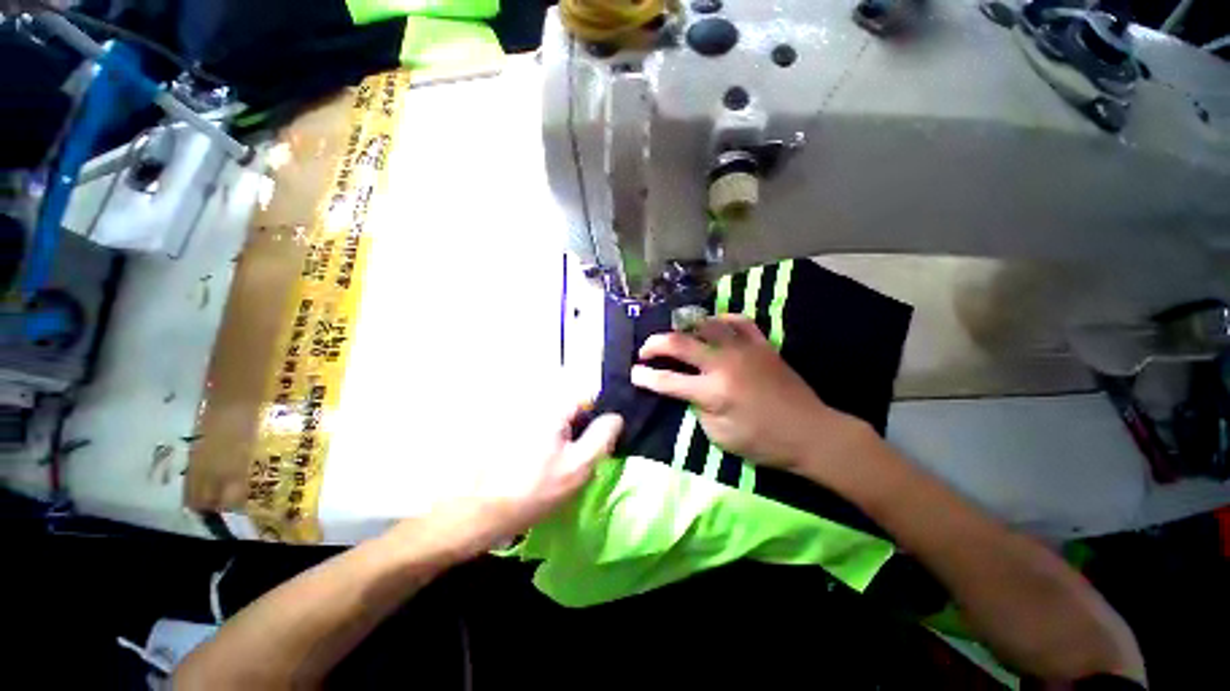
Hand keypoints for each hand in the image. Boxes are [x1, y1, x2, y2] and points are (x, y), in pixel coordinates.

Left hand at [387, 406, 622, 564]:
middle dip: (579, 426)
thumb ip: (602, 437)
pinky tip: (538, 463)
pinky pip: (537, 427)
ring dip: (561, 435)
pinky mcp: (508, 428)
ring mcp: (520, 415)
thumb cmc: (533, 490)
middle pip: (570, 406)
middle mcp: (536, 403)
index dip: (598, 416)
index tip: (597, 440)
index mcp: (554, 407)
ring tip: (556, 462)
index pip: (588, 395)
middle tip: (576, 456)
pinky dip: (544, 439)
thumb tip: (615, 417)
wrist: (478, 511)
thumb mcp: (578, 467)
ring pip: (554, 418)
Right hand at [631, 314, 868, 473]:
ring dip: (685, 328)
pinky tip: (713, 325)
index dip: (645, 377)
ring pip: (706, 325)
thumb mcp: (720, 436)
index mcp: (712, 391)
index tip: (633, 374)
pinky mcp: (761, 344)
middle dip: (655, 344)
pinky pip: (738, 321)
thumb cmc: (763, 442)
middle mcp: (724, 363)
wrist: (810, 432)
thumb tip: (689, 390)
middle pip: (679, 343)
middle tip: (645, 351)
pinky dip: (721, 320)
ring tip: (677, 337)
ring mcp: (744, 349)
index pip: (667, 381)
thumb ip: (698, 409)